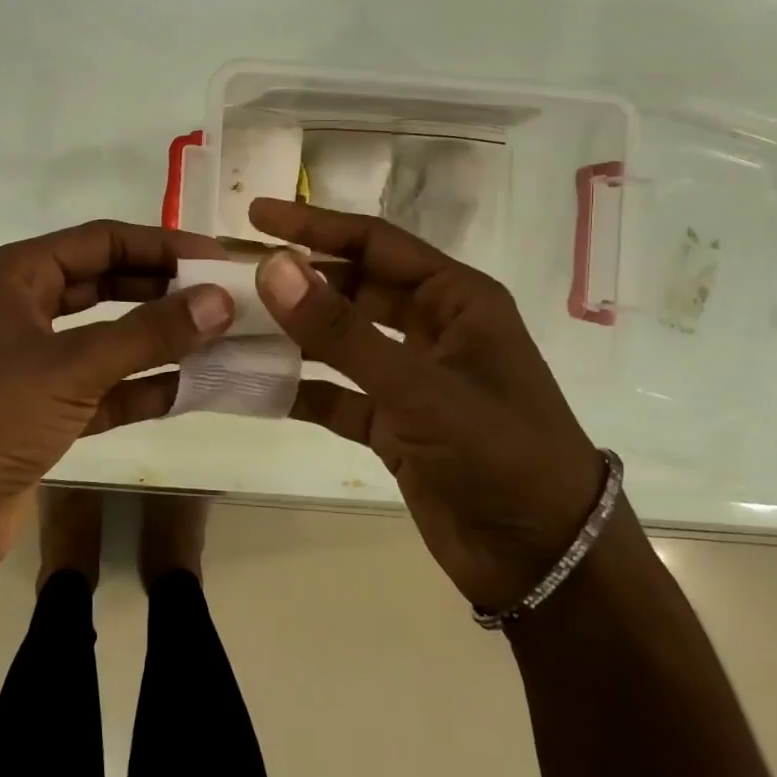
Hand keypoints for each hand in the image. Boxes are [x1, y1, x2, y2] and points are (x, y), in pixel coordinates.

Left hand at [0, 220, 233, 571]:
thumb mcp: (70, 366)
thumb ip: (148, 333)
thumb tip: (221, 300)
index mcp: (18, 275)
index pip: (103, 240)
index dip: (163, 245)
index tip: (217, 258)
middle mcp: (26, 308)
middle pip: (109, 284)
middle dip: (166, 290)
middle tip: (226, 297)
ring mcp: (35, 362)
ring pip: (111, 338)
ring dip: (161, 340)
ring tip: (222, 339)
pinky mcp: (45, 411)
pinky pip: (105, 388)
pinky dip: (144, 388)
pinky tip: (192, 388)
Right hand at [248, 198, 607, 612]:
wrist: (546, 563)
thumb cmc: (500, 455)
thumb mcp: (419, 388)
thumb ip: (341, 331)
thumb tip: (271, 267)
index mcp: (456, 299)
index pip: (375, 243)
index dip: (314, 225)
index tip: (256, 214)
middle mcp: (433, 329)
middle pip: (352, 288)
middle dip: (296, 280)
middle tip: (232, 273)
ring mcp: (412, 378)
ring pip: (341, 341)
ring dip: (292, 334)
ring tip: (230, 324)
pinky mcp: (395, 424)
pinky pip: (338, 395)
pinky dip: (301, 390)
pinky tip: (255, 386)